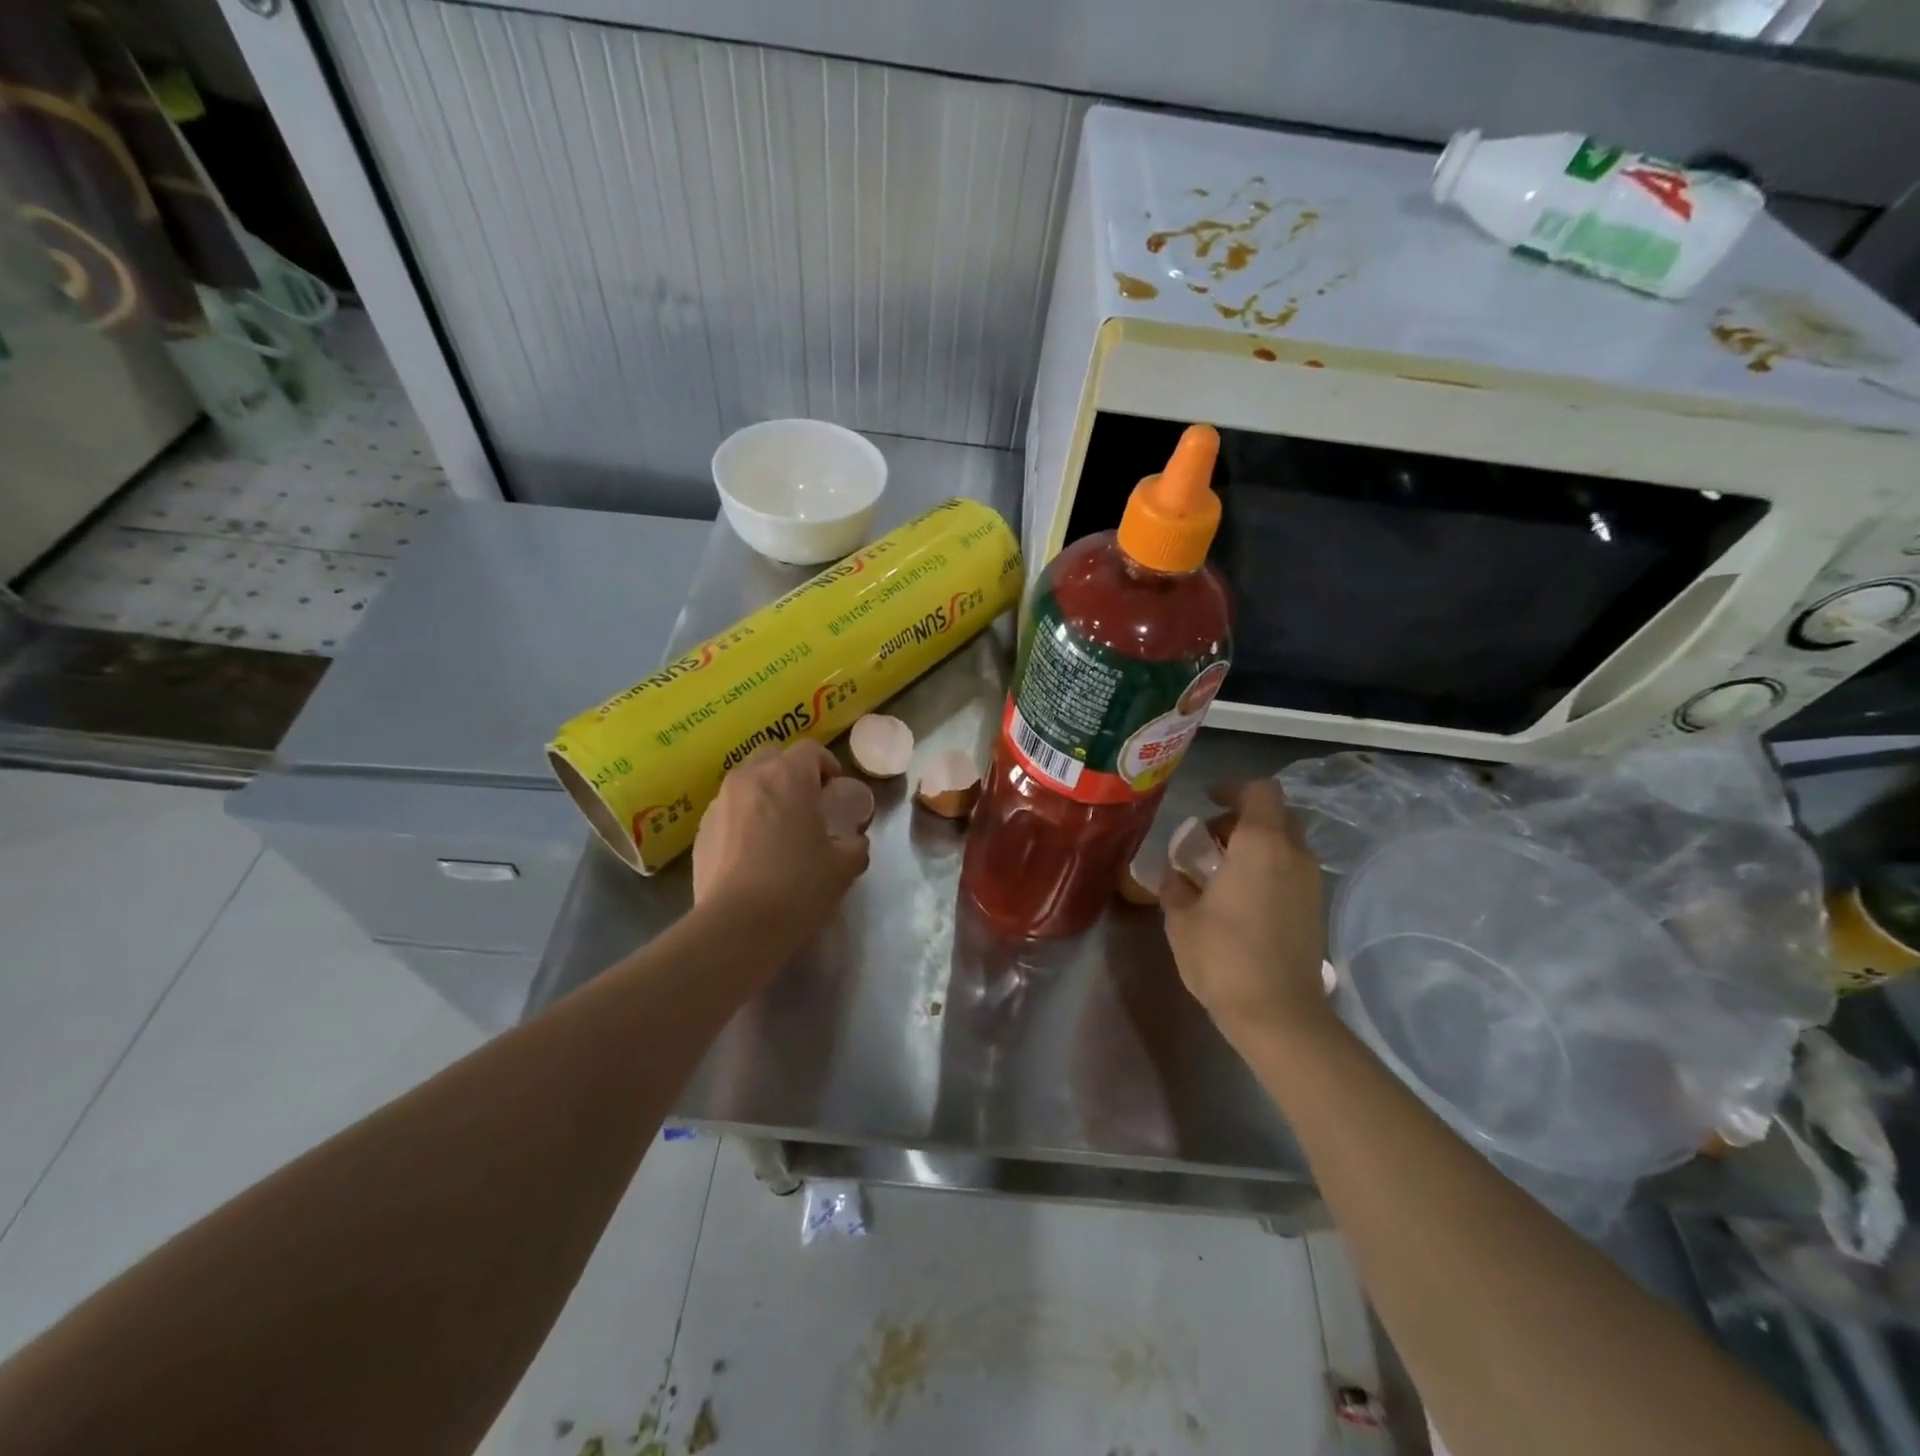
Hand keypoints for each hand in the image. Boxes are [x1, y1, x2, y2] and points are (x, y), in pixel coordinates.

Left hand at [692, 740, 870, 948]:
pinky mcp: (701, 830)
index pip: (810, 750)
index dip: (826, 765)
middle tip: (805, 804)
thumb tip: (854, 842)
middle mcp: (750, 778)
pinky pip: (728, 812)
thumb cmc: (798, 887)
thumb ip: (855, 845)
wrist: (737, 926)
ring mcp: (720, 803)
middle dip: (790, 773)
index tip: (833, 790)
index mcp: (789, 776)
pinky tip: (752, 853)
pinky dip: (742, 820)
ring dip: (764, 795)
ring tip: (776, 830)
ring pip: (746, 783)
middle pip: (773, 758)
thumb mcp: (845, 867)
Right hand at [1161, 779, 1332, 1051]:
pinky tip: (1240, 899)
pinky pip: (1291, 870)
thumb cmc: (1224, 957)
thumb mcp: (1181, 919)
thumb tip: (1175, 875)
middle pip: (1274, 816)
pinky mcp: (1315, 909)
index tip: (1207, 800)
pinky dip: (1267, 869)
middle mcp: (1293, 855)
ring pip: (1285, 844)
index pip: (1260, 791)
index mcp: (1261, 845)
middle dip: (1241, 820)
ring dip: (1255, 846)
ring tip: (1221, 873)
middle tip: (1208, 842)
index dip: (1233, 788)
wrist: (1279, 1015)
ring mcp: (1310, 883)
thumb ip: (1175, 886)